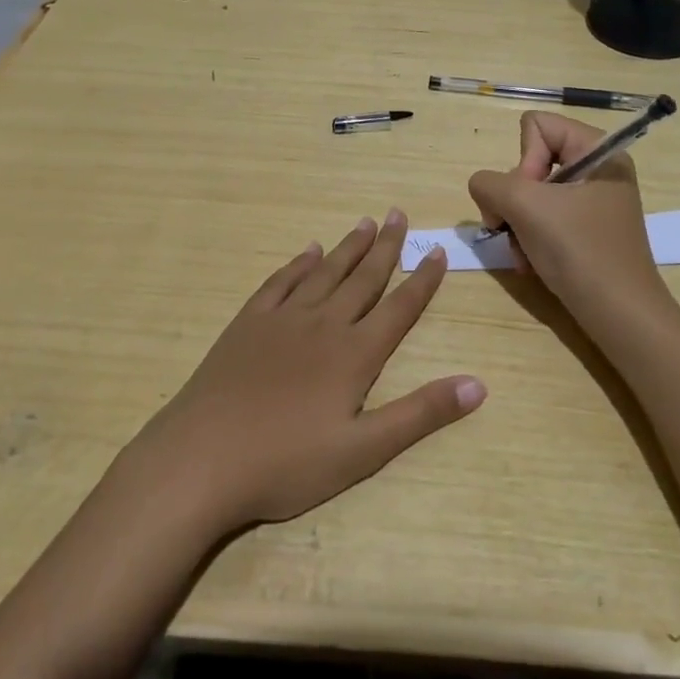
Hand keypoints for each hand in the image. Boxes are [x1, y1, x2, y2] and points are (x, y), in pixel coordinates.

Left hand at [133, 211, 484, 531]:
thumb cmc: (285, 464)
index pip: (399, 307)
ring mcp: (282, 319)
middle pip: (362, 278)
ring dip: (348, 247)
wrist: (201, 458)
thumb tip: (478, 385)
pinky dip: (299, 263)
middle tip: (399, 214)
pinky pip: (280, 282)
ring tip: (365, 222)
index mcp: (353, 355)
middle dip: (386, 247)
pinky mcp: (248, 323)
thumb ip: (420, 415)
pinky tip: (308, 251)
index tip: (436, 249)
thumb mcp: (362, 452)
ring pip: (325, 272)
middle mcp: (323, 324)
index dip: (422, 279)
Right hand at [466, 112, 667, 324]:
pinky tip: (532, 264)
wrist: (619, 316)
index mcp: (598, 151)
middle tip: (516, 228)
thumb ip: (489, 183)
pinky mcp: (585, 231)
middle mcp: (597, 170)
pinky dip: (530, 240)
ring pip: (531, 194)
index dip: (523, 160)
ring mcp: (592, 202)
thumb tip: (485, 190)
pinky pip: (543, 219)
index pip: (536, 126)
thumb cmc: (579, 251)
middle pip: (530, 161)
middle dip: (515, 200)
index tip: (530, 197)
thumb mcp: (524, 206)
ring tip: (523, 254)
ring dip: (517, 225)